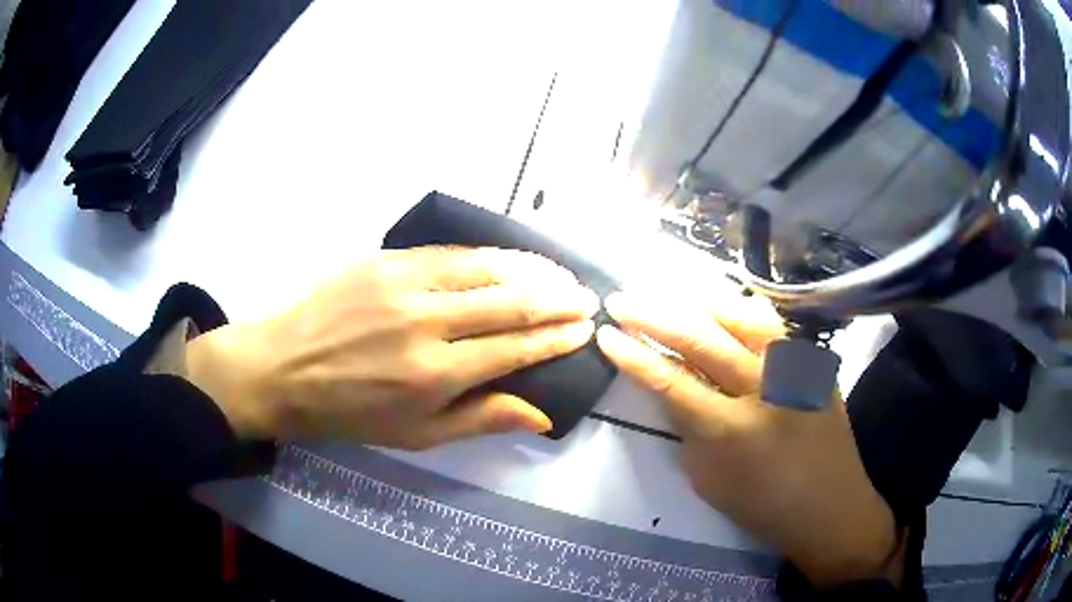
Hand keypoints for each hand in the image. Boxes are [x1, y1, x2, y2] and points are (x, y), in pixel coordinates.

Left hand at [186, 247, 597, 449]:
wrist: (284, 368)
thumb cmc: (350, 412)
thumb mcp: (417, 434)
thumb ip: (481, 419)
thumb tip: (541, 413)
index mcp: (434, 374)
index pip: (514, 348)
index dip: (555, 338)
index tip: (583, 330)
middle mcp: (426, 323)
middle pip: (509, 303)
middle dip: (556, 300)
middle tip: (585, 298)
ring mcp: (403, 283)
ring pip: (485, 268)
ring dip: (529, 271)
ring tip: (559, 274)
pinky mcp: (385, 259)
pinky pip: (449, 253)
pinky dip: (486, 257)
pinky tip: (507, 260)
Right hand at [596, 292, 902, 587]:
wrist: (830, 507)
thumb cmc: (763, 506)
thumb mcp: (708, 479)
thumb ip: (687, 428)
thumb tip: (670, 388)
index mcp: (729, 432)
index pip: (670, 382)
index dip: (633, 355)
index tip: (607, 334)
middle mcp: (763, 391)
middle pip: (701, 338)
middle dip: (654, 315)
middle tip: (623, 300)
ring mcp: (795, 371)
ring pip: (742, 316)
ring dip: (699, 302)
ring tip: (671, 296)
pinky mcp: (814, 364)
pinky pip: (774, 325)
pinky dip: (743, 311)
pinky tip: (724, 308)